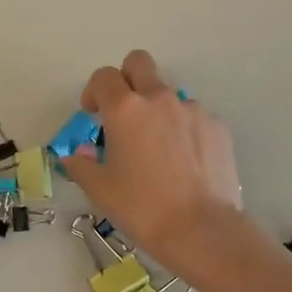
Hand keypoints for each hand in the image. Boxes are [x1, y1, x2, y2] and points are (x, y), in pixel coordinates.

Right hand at [59, 50, 243, 260]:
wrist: (201, 229)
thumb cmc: (142, 208)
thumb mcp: (99, 189)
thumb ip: (81, 165)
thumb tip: (75, 156)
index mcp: (125, 109)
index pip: (103, 77)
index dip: (93, 91)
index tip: (93, 115)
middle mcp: (159, 98)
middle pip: (139, 62)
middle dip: (126, 78)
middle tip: (124, 111)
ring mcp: (192, 109)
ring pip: (168, 93)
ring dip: (157, 110)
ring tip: (158, 149)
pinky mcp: (216, 126)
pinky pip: (193, 116)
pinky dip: (183, 130)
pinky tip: (183, 162)